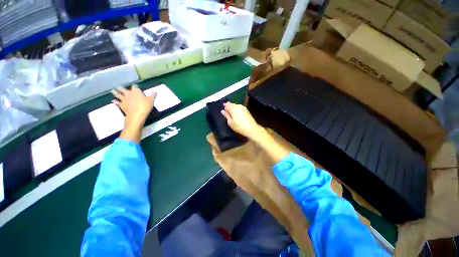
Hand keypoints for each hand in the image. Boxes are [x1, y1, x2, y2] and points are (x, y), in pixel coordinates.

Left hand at [112, 85, 156, 142]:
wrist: (137, 115)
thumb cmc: (145, 106)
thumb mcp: (151, 100)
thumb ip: (152, 95)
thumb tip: (155, 91)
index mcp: (136, 91)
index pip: (135, 86)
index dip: (135, 86)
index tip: (135, 85)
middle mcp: (128, 94)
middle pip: (123, 89)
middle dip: (121, 88)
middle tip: (118, 86)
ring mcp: (124, 99)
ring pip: (118, 95)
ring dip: (115, 92)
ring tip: (112, 91)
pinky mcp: (121, 105)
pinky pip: (117, 102)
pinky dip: (115, 101)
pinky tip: (113, 101)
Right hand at [221, 102, 264, 140]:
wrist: (252, 129)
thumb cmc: (240, 127)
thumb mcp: (231, 123)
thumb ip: (226, 116)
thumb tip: (222, 111)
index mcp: (233, 108)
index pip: (226, 105)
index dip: (224, 107)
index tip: (222, 111)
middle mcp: (238, 106)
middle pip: (231, 104)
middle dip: (228, 106)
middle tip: (226, 112)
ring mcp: (243, 107)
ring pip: (235, 105)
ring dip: (232, 108)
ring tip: (230, 113)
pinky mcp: (246, 110)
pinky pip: (239, 107)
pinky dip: (236, 109)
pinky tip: (236, 114)